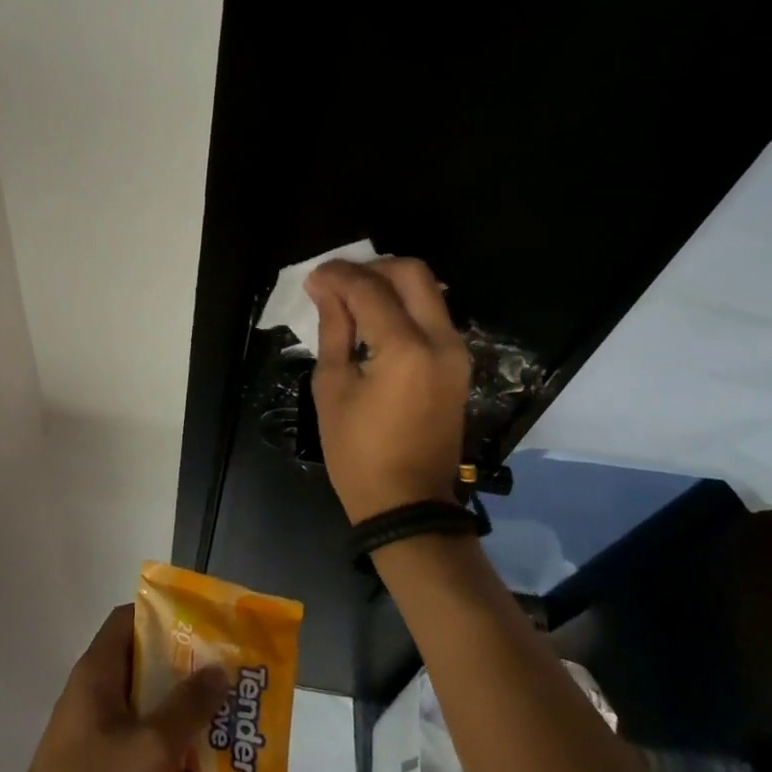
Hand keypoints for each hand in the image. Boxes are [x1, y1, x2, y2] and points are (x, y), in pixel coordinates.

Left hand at [0, 604, 231, 771]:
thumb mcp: (149, 747)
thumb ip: (187, 706)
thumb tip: (219, 668)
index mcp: (96, 672)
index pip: (129, 618)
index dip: (165, 615)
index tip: (204, 627)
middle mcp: (91, 693)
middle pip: (140, 662)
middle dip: (182, 668)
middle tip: (224, 676)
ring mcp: (90, 731)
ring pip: (141, 705)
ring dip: (176, 710)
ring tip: (220, 720)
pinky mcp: (94, 768)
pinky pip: (136, 741)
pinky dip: (163, 746)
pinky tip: (195, 767)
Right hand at [305, 256, 469, 523]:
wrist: (408, 503)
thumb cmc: (358, 453)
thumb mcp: (333, 388)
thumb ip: (334, 329)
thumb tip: (325, 288)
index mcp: (405, 349)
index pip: (369, 289)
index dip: (337, 276)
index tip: (313, 278)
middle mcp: (440, 340)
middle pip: (412, 273)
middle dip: (371, 268)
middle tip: (338, 283)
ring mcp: (456, 352)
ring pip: (427, 290)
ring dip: (389, 284)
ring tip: (352, 299)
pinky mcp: (458, 364)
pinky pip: (433, 315)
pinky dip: (404, 305)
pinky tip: (374, 319)